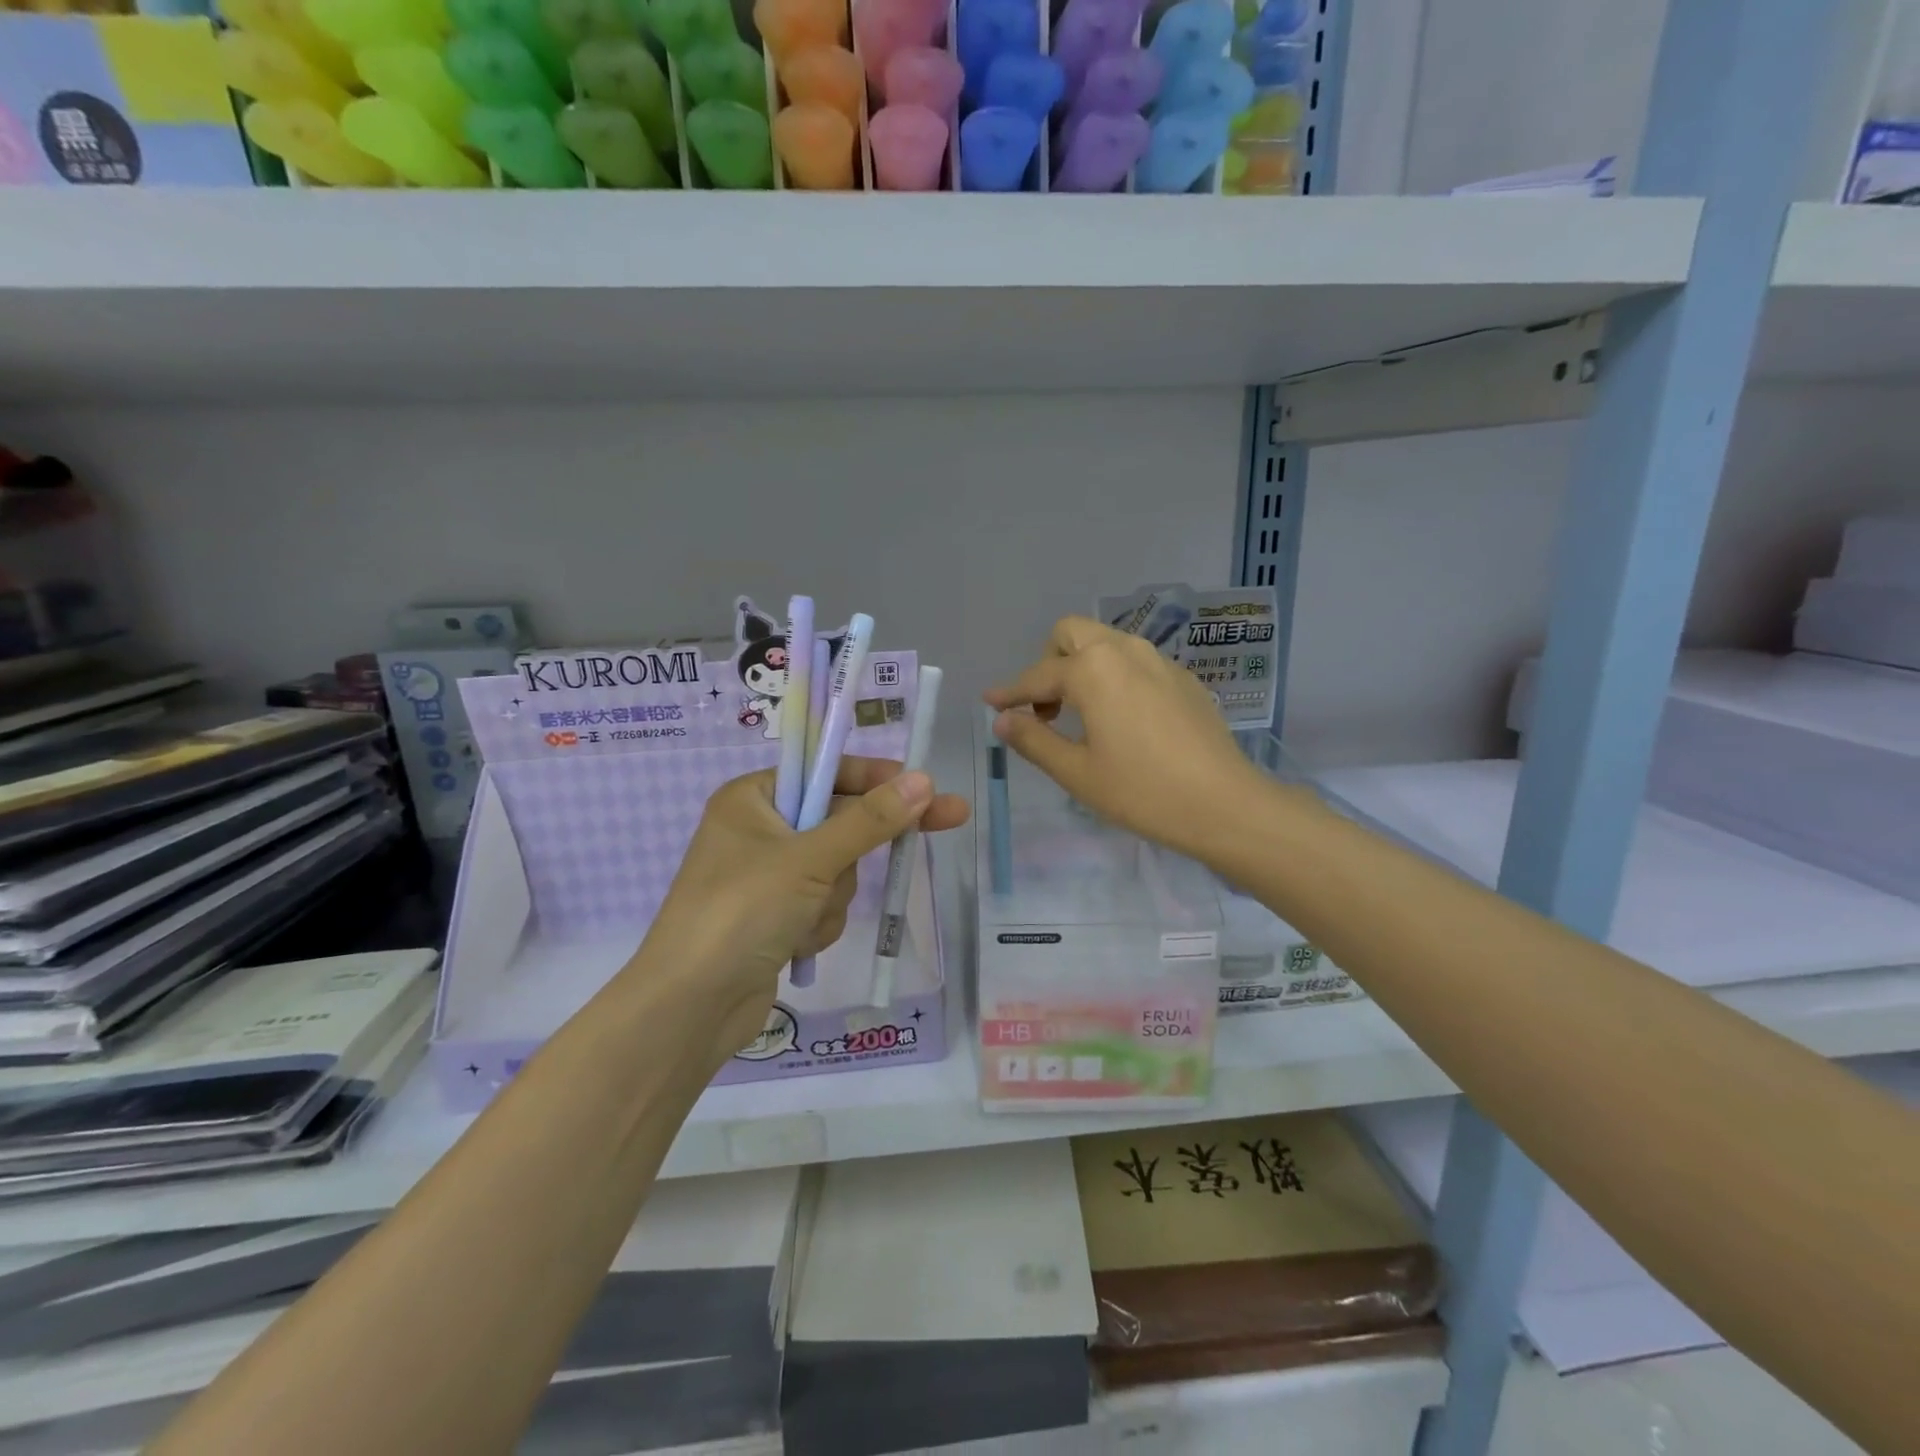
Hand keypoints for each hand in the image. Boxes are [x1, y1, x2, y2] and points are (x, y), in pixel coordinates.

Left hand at [636, 758, 968, 1067]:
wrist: (691, 1007)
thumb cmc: (741, 912)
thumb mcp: (809, 859)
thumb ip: (870, 821)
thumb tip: (923, 780)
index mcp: (752, 798)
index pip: (826, 772)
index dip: (877, 779)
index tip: (925, 785)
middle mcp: (759, 831)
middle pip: (839, 823)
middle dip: (855, 853)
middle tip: (949, 820)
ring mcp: (768, 878)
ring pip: (838, 871)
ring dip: (832, 897)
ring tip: (801, 920)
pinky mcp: (776, 918)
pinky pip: (824, 905)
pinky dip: (819, 924)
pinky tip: (794, 944)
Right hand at [985, 616, 1266, 862]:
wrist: (1224, 804)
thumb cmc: (1141, 791)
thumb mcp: (1077, 772)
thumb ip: (1034, 739)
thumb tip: (1003, 720)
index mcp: (1093, 670)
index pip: (1038, 676)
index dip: (1010, 692)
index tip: (991, 703)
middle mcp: (1125, 651)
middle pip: (1072, 633)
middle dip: (1048, 662)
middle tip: (1045, 707)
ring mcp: (1160, 661)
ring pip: (1107, 642)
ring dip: (1082, 665)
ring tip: (1080, 713)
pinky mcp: (1184, 678)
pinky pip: (1135, 661)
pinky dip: (1114, 676)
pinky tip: (1122, 718)